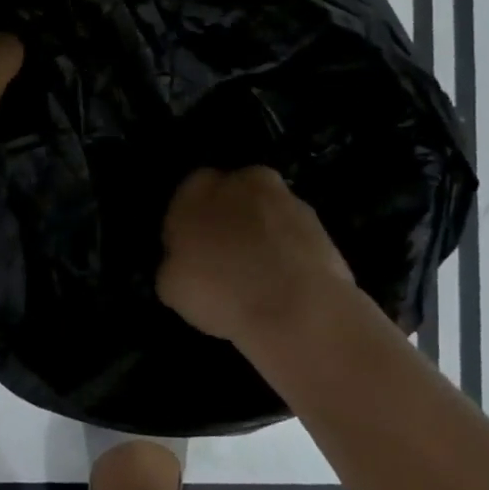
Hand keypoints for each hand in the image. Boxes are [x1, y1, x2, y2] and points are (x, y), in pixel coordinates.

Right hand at [157, 167, 354, 345]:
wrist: (297, 308)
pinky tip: (285, 282)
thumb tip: (183, 260)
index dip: (188, 226)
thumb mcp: (170, 286)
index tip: (193, 255)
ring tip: (260, 277)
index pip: (186, 198)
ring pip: (263, 213)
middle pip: (228, 197)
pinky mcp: (317, 220)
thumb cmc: (220, 292)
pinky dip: (287, 249)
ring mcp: (284, 197)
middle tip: (225, 262)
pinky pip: (291, 232)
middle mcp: (240, 181)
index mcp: (196, 188)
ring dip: (259, 233)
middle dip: (227, 221)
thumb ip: (173, 261)